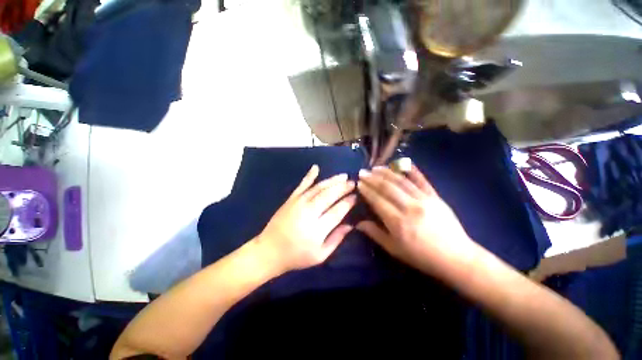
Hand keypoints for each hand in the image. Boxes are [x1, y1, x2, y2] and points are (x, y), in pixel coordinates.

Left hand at [255, 165, 356, 273]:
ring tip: (343, 176)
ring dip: (332, 180)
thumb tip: (351, 225)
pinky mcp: (290, 199)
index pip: (337, 211)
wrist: (269, 251)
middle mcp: (309, 212)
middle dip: (343, 188)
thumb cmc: (296, 256)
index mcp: (317, 229)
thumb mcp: (320, 255)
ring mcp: (298, 203)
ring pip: (318, 188)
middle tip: (353, 182)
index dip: (348, 202)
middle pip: (329, 196)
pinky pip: (301, 185)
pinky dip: (309, 176)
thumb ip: (336, 239)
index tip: (355, 196)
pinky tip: (316, 167)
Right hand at [356, 164, 476, 275]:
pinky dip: (412, 170)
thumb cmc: (421, 256)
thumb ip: (375, 234)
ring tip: (376, 167)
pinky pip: (422, 180)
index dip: (366, 190)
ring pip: (401, 181)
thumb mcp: (394, 249)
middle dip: (372, 178)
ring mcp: (424, 199)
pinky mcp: (435, 196)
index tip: (359, 183)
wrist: (456, 257)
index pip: (377, 200)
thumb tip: (358, 224)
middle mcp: (409, 207)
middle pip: (387, 188)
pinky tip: (403, 162)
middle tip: (363, 172)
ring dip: (387, 172)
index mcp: (398, 222)